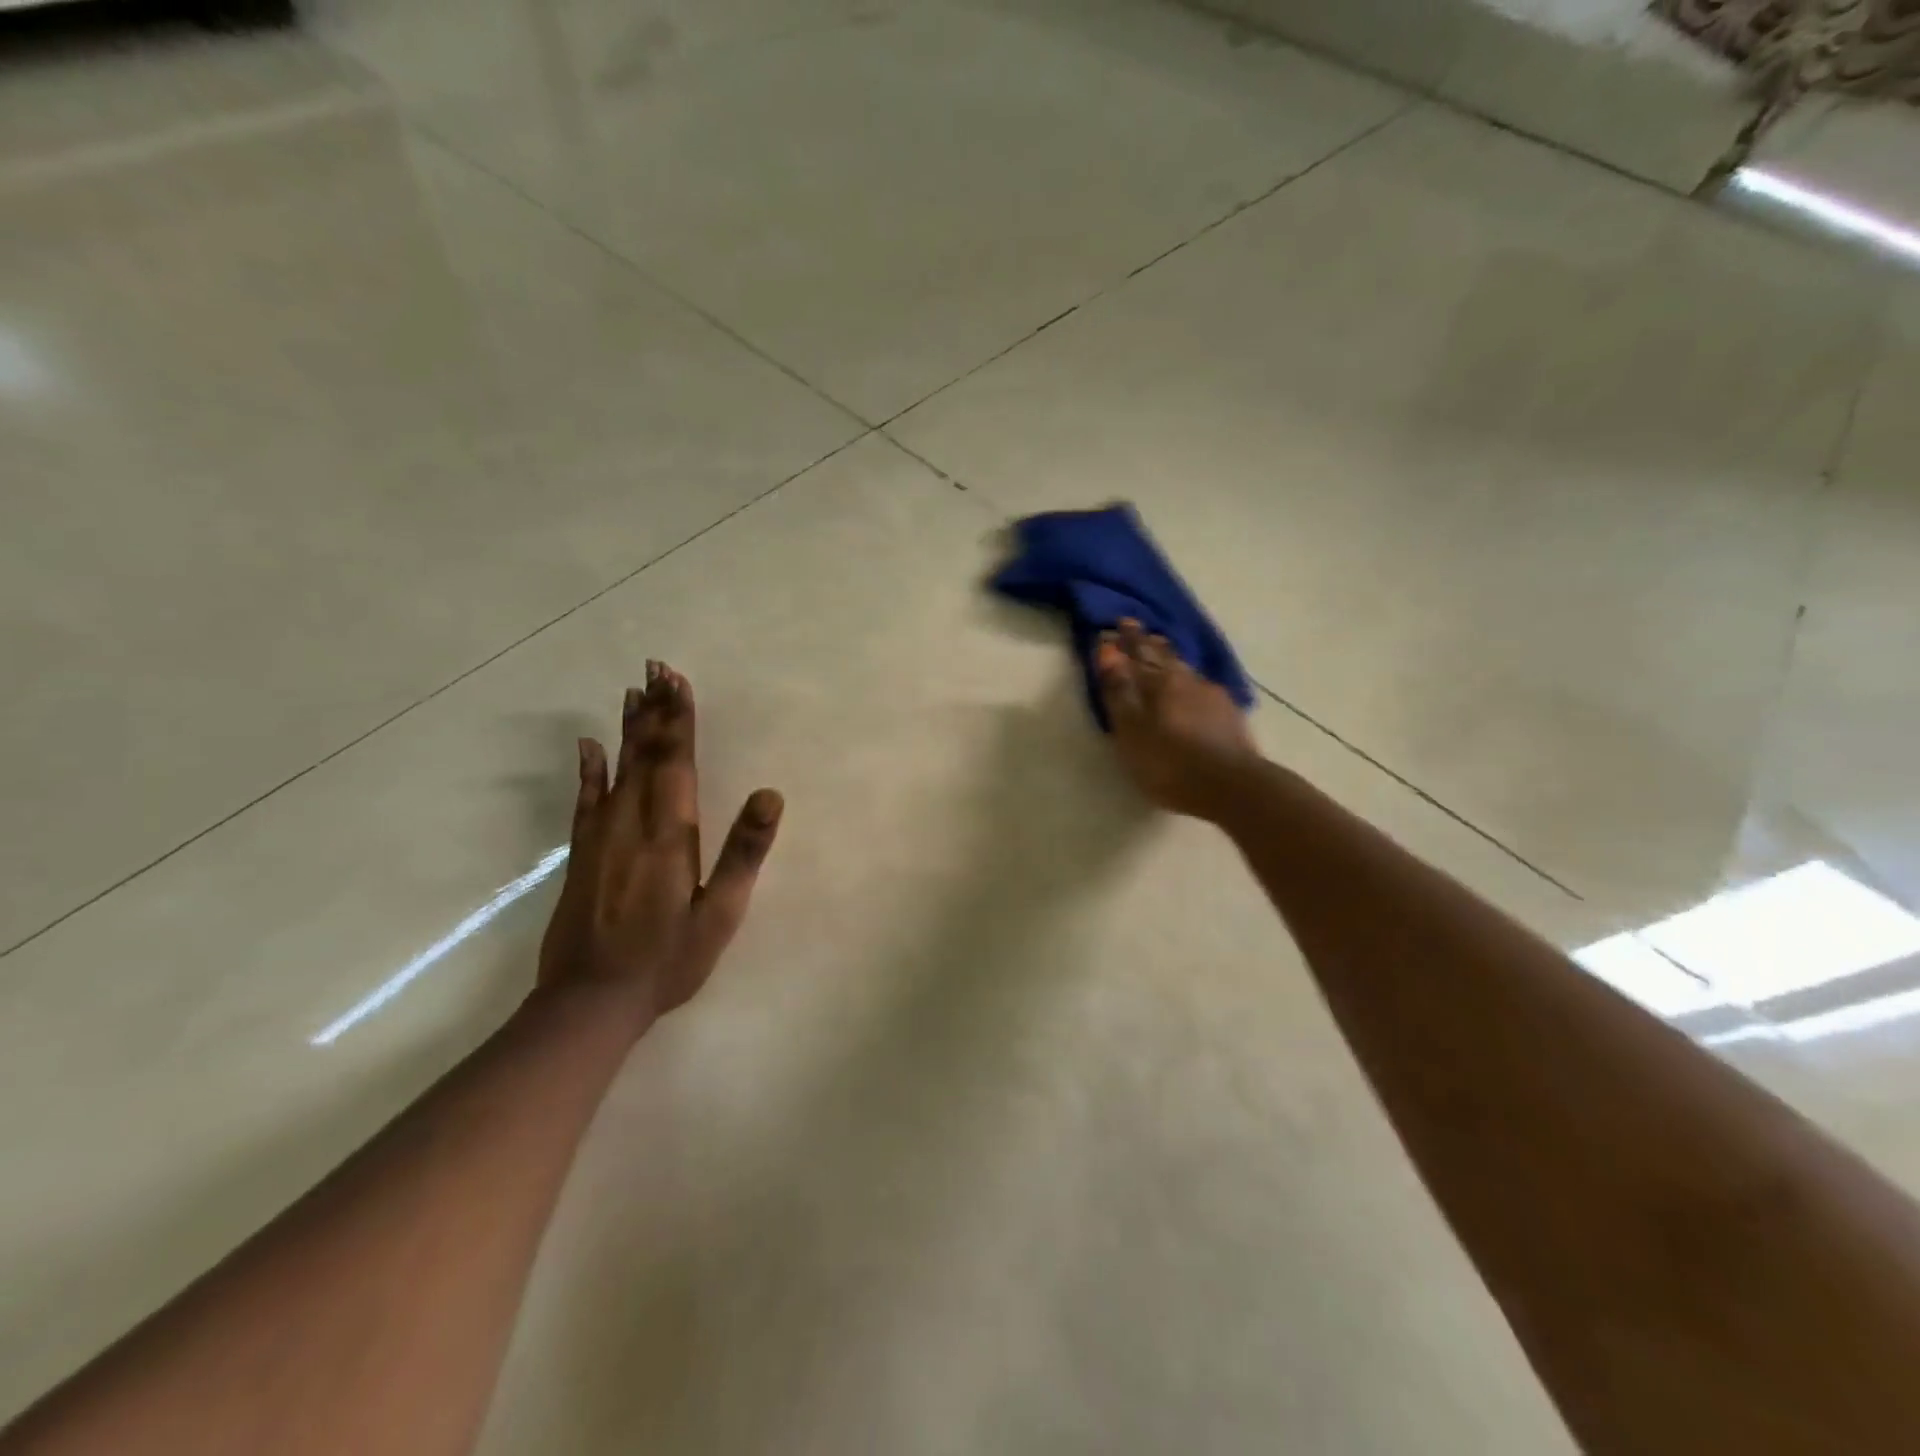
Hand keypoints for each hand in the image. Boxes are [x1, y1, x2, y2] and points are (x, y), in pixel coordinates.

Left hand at [537, 661, 782, 1033]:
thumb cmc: (668, 959)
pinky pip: (585, 798)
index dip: (679, 720)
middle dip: (655, 710)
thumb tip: (770, 795)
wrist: (590, 1001)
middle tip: (656, 668)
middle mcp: (632, 823)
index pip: (676, 762)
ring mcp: (601, 836)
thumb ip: (744, 852)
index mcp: (670, 834)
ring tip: (634, 691)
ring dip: (629, 728)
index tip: (677, 680)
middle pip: (646, 754)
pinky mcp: (582, 853)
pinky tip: (589, 744)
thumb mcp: (720, 912)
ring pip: (617, 768)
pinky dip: (589, 768)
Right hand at [1095, 619, 1259, 820]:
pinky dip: (1191, 682)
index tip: (1117, 624)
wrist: (1232, 786)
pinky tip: (1194, 688)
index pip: (1138, 653)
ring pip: (1186, 669)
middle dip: (1148, 643)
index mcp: (1159, 682)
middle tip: (1139, 630)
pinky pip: (1203, 687)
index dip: (1126, 640)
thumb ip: (1119, 691)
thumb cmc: (1170, 763)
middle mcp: (1186, 680)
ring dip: (1171, 659)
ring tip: (1163, 652)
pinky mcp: (1230, 714)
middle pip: (1164, 656)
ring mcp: (1212, 696)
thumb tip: (1108, 650)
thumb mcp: (1131, 730)